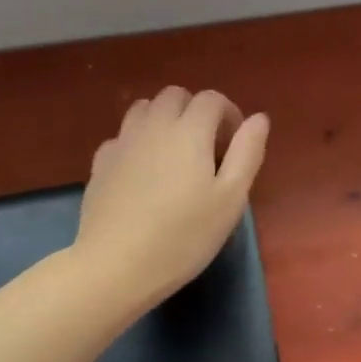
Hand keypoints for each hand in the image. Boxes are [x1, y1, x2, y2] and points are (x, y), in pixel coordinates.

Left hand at [76, 87, 269, 311]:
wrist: (116, 265)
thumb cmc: (184, 236)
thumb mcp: (230, 199)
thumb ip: (247, 153)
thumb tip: (259, 118)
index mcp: (189, 131)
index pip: (211, 99)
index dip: (228, 114)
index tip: (234, 145)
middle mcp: (153, 126)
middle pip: (175, 96)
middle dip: (195, 111)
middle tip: (206, 148)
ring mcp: (122, 142)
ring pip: (144, 109)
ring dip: (164, 120)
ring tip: (174, 155)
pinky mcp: (101, 163)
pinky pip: (122, 136)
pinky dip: (138, 142)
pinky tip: (143, 173)